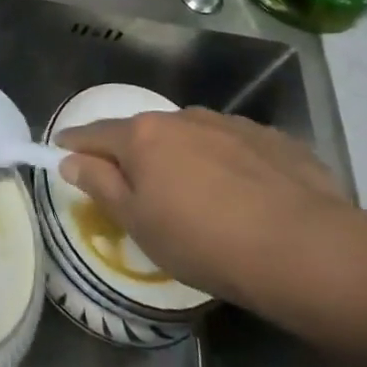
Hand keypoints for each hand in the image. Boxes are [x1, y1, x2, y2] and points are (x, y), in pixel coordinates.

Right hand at [55, 107, 366, 340]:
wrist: (305, 248)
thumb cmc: (204, 241)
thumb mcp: (139, 224)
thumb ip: (101, 185)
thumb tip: (71, 160)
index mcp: (144, 136)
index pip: (95, 134)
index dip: (75, 143)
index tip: (62, 148)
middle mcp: (184, 118)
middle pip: (145, 132)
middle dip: (133, 152)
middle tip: (135, 184)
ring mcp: (231, 124)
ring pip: (191, 136)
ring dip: (183, 156)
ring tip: (196, 192)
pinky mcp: (272, 139)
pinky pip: (234, 146)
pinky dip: (226, 163)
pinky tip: (242, 194)